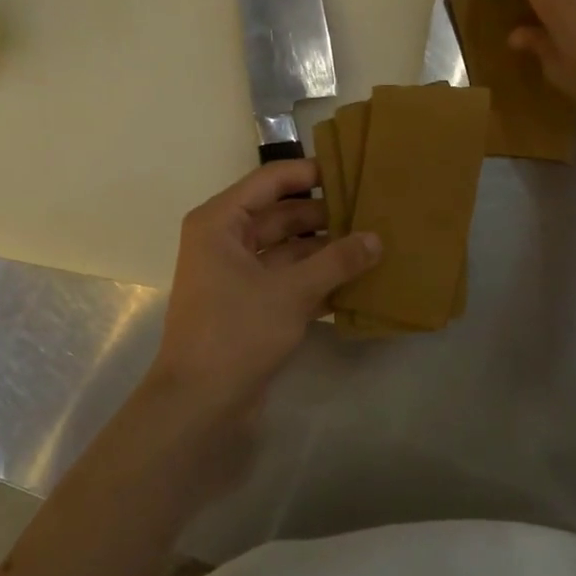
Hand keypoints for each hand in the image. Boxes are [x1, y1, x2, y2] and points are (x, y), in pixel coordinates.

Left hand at [147, 159, 380, 422]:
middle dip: (325, 215)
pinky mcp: (250, 304)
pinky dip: (318, 278)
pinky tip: (357, 280)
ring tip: (373, 244)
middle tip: (372, 210)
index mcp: (221, 222)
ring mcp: (238, 274)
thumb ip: (337, 261)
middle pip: (282, 214)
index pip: (271, 180)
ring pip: (288, 248)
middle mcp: (226, 240)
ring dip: (325, 249)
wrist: (199, 403)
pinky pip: (288, 278)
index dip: (311, 173)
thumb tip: (377, 239)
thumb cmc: (237, 332)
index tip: (352, 171)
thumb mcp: (292, 291)